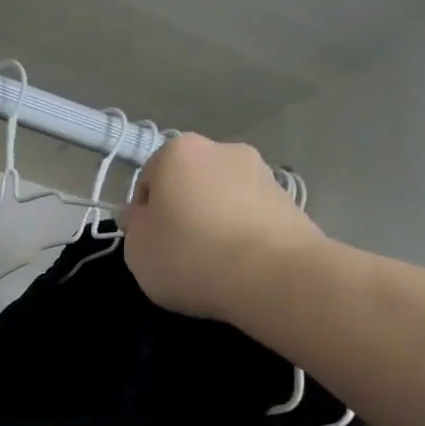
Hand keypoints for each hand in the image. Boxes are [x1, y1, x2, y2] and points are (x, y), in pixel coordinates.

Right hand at [120, 132, 325, 321]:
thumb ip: (133, 226)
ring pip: (223, 199)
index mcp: (177, 152)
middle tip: (180, 253)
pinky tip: (241, 265)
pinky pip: (252, 217)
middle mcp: (222, 150)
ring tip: (214, 263)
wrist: (273, 275)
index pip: (148, 180)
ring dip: (215, 222)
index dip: (144, 214)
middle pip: (189, 184)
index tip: (149, 244)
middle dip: (183, 212)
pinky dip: (243, 235)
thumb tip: (140, 213)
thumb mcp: (137, 250)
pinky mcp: (291, 201)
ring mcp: (262, 173)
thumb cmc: (190, 255)